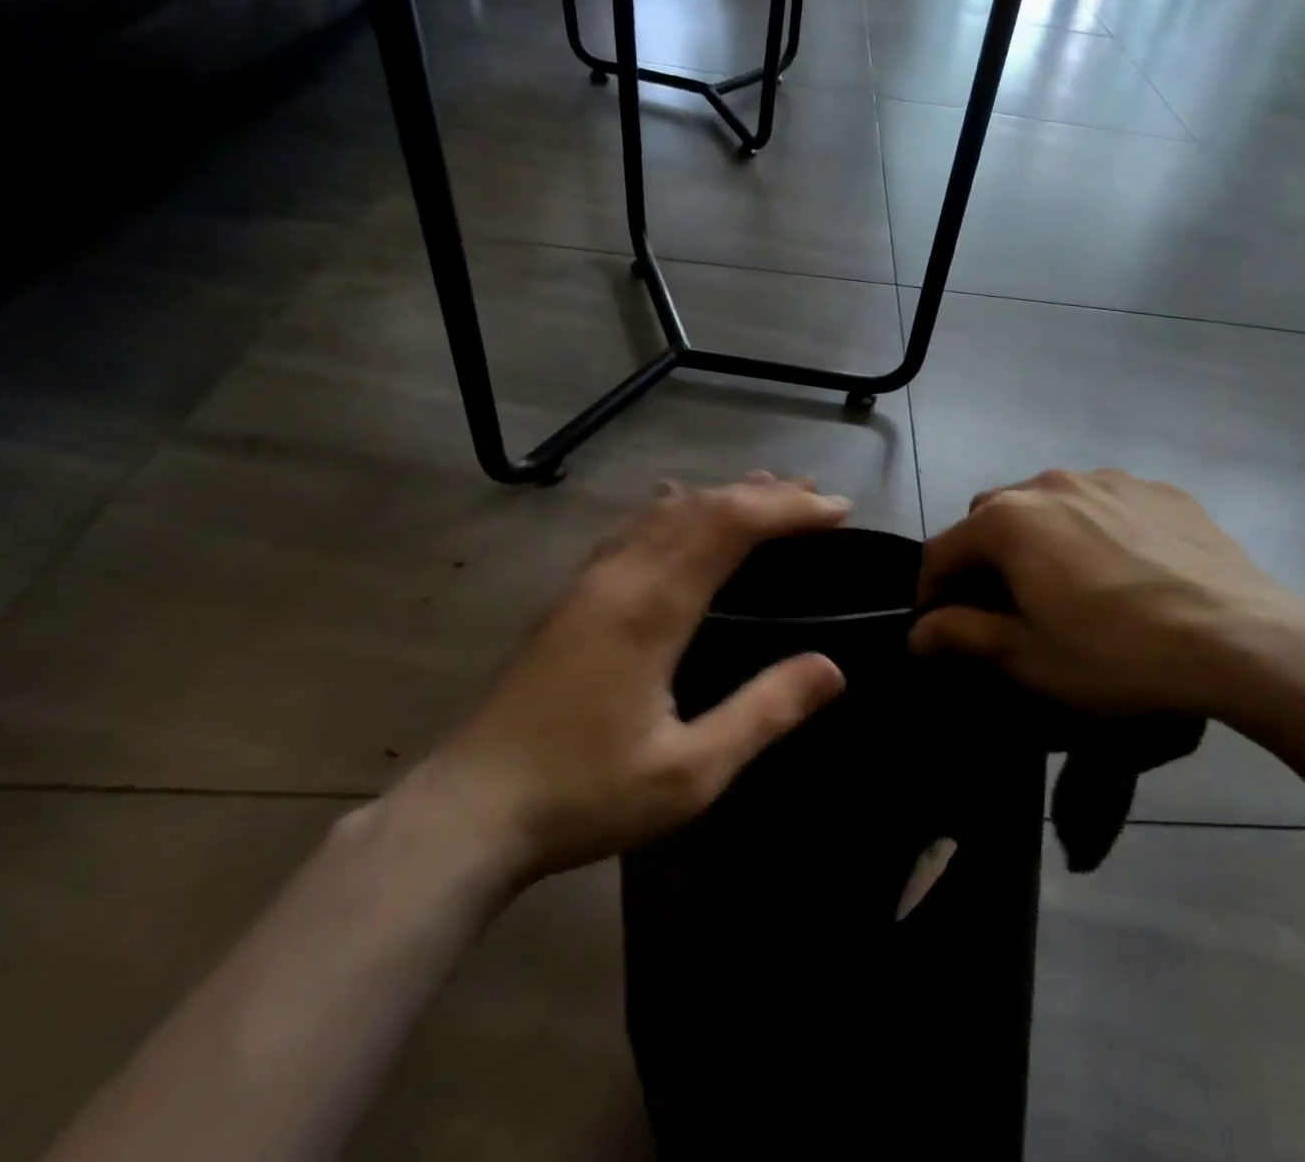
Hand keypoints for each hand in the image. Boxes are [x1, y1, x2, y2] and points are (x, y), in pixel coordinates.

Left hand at [402, 475, 851, 890]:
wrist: (468, 812)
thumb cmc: (584, 795)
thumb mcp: (691, 772)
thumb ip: (764, 712)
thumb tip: (832, 668)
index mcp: (651, 607)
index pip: (730, 525)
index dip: (788, 509)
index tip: (837, 510)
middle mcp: (620, 576)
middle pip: (701, 506)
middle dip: (764, 494)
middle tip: (815, 497)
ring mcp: (589, 582)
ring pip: (664, 512)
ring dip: (721, 496)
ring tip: (766, 490)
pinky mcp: (571, 598)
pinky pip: (633, 529)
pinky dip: (674, 509)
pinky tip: (676, 506)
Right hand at [910, 468, 1304, 718]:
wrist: (1242, 640)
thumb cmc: (1117, 654)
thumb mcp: (1029, 658)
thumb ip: (962, 635)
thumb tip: (916, 632)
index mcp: (1009, 520)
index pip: (943, 549)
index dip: (931, 590)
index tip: (938, 626)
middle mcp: (1050, 483)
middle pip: (992, 516)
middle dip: (983, 557)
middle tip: (1005, 604)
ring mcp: (1109, 479)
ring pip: (1048, 502)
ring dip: (1038, 537)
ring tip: (1068, 584)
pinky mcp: (1159, 489)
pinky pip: (1104, 503)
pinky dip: (1093, 529)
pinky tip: (1124, 570)